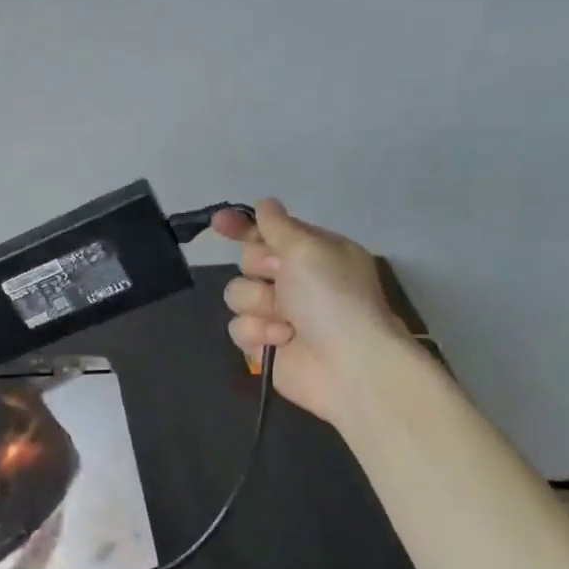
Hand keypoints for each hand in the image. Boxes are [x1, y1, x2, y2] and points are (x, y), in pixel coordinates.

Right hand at [213, 199, 408, 422]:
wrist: (349, 364)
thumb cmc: (332, 298)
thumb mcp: (308, 249)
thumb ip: (278, 225)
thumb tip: (265, 204)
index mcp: (313, 253)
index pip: (269, 231)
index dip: (242, 226)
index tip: (219, 223)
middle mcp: (295, 279)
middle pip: (247, 261)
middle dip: (259, 269)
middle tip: (280, 279)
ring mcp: (278, 312)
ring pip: (237, 294)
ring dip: (258, 304)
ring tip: (286, 320)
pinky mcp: (263, 343)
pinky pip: (237, 326)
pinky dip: (258, 332)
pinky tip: (280, 340)